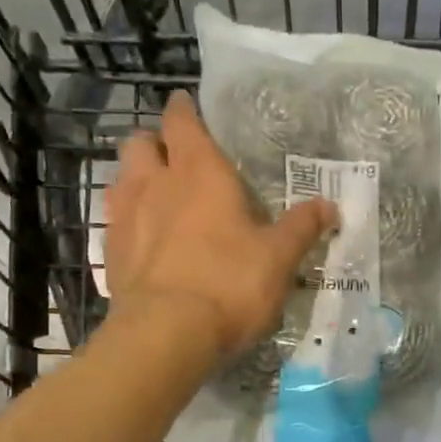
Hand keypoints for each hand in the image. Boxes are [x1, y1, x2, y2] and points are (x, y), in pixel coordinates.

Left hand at [107, 92, 335, 357]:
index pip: (182, 121)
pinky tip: (146, 241)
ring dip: (138, 179)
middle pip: (141, 142)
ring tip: (159, 198)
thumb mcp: (279, 258)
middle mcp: (155, 184)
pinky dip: (129, 220)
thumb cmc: (229, 284)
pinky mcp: (111, 253)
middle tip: (177, 160)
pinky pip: (115, 220)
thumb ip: (302, 228)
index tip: (188, 106)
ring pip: (122, 178)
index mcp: (200, 172)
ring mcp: (126, 217)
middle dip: (156, 143)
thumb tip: (329, 206)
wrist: (166, 334)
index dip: (184, 110)